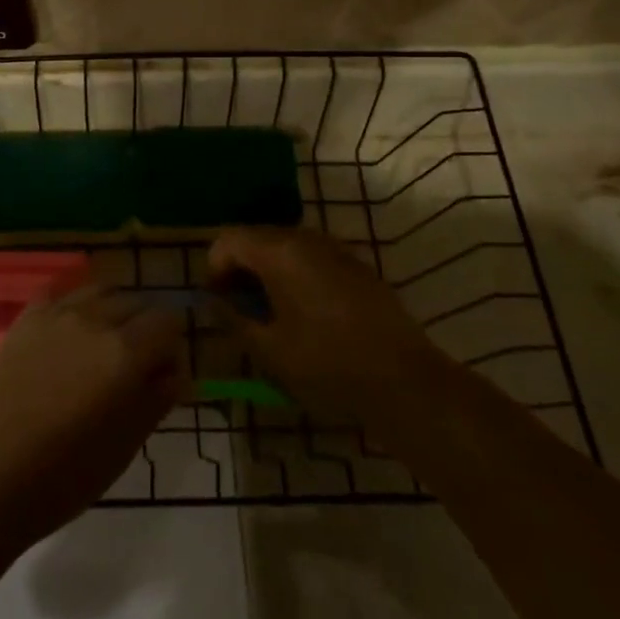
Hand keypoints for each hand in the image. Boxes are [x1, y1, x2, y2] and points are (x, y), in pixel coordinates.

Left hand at [0, 287, 186, 549]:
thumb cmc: (62, 478)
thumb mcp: (124, 447)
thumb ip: (156, 399)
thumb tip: (175, 371)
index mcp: (125, 353)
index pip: (168, 322)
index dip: (173, 346)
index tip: (164, 374)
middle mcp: (95, 320)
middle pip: (137, 303)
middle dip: (146, 328)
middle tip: (137, 365)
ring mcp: (56, 314)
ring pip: (101, 291)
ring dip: (113, 310)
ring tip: (105, 344)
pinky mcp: (26, 318)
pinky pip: (62, 293)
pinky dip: (77, 304)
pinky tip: (72, 329)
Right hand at [208, 227, 439, 431]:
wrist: (405, 381)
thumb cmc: (327, 365)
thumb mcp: (269, 350)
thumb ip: (233, 320)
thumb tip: (214, 303)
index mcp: (279, 252)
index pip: (228, 240)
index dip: (213, 268)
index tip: (218, 302)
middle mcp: (306, 239)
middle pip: (256, 237)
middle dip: (239, 267)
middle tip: (238, 308)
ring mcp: (335, 249)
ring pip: (285, 246)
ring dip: (267, 270)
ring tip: (269, 312)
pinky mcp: (356, 265)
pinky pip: (312, 258)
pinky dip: (295, 274)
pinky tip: (304, 313)